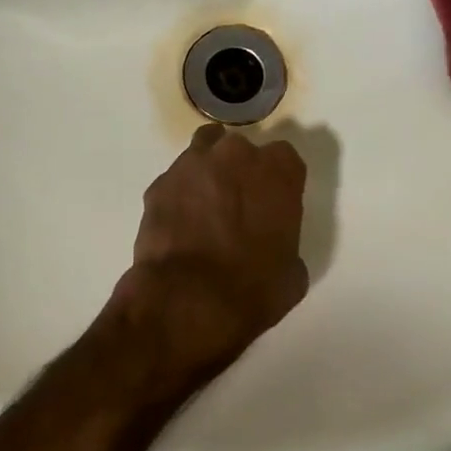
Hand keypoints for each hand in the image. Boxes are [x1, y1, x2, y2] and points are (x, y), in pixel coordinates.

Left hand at [114, 124, 309, 372]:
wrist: (189, 300)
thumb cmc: (253, 288)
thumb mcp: (292, 272)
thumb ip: (285, 242)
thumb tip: (271, 247)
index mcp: (278, 170)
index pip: (284, 158)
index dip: (278, 180)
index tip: (273, 202)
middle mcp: (236, 155)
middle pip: (240, 150)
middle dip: (239, 171)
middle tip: (238, 205)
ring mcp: (192, 165)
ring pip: (202, 153)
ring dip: (206, 173)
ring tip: (204, 206)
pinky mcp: (159, 184)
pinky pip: (174, 182)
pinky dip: (178, 196)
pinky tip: (178, 225)